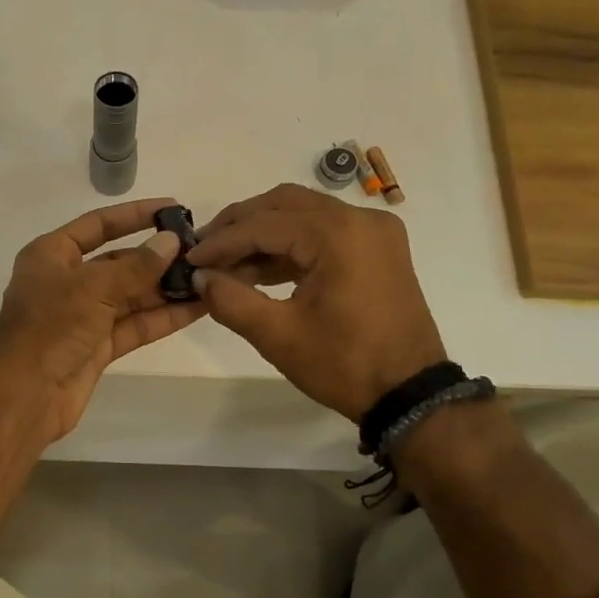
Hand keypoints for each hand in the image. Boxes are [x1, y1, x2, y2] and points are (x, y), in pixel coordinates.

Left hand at [0, 198, 204, 443]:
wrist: (25, 395)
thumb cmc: (50, 327)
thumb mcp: (93, 288)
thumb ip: (136, 266)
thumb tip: (170, 242)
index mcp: (51, 255)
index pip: (97, 225)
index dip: (134, 215)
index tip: (172, 208)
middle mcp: (67, 282)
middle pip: (118, 262)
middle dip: (157, 257)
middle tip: (200, 252)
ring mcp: (83, 316)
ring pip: (131, 296)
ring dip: (165, 289)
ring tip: (208, 278)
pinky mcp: (98, 347)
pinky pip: (135, 325)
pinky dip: (162, 317)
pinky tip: (197, 308)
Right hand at [186, 183, 446, 421]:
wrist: (410, 394)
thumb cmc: (344, 364)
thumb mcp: (278, 335)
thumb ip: (230, 299)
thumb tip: (198, 277)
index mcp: (337, 234)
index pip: (264, 224)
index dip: (221, 241)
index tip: (189, 258)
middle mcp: (360, 219)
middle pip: (284, 203)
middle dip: (241, 225)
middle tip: (205, 248)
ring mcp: (374, 232)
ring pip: (304, 214)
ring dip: (264, 233)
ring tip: (227, 262)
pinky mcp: (379, 249)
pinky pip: (325, 232)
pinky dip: (291, 245)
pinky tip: (260, 269)